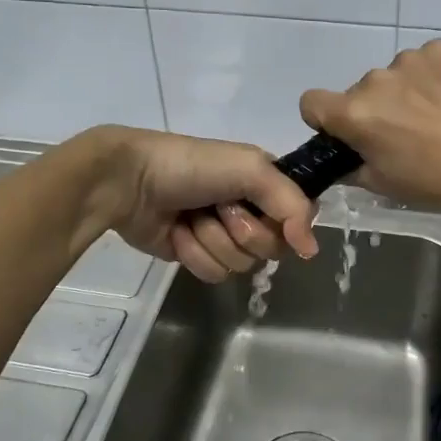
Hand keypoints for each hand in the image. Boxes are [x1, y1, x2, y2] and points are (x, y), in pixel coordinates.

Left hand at [80, 128, 318, 282]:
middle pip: (272, 247)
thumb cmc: (191, 167)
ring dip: (213, 241)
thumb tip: (311, 250)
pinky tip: (177, 234)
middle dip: (242, 231)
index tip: (261, 211)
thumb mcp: (251, 169)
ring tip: (191, 218)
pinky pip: (214, 273)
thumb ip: (292, 204)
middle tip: (219, 209)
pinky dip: (194, 254)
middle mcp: (249, 209)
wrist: (129, 182)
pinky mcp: (196, 255)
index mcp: (264, 183)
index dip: (284, 222)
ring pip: (242, 264)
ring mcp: (222, 235)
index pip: (297, 217)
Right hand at [299, 39, 440, 215]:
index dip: (324, 120)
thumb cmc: (438, 181)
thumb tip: (344, 157)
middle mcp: (375, 79)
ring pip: (393, 77)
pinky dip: (431, 79)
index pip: (311, 102)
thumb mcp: (385, 185)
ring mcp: (410, 59)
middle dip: (375, 111)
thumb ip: (351, 167)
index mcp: (354, 113)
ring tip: (437, 119)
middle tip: (406, 136)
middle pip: (359, 92)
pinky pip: (423, 63)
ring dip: (404, 94)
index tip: (348, 135)